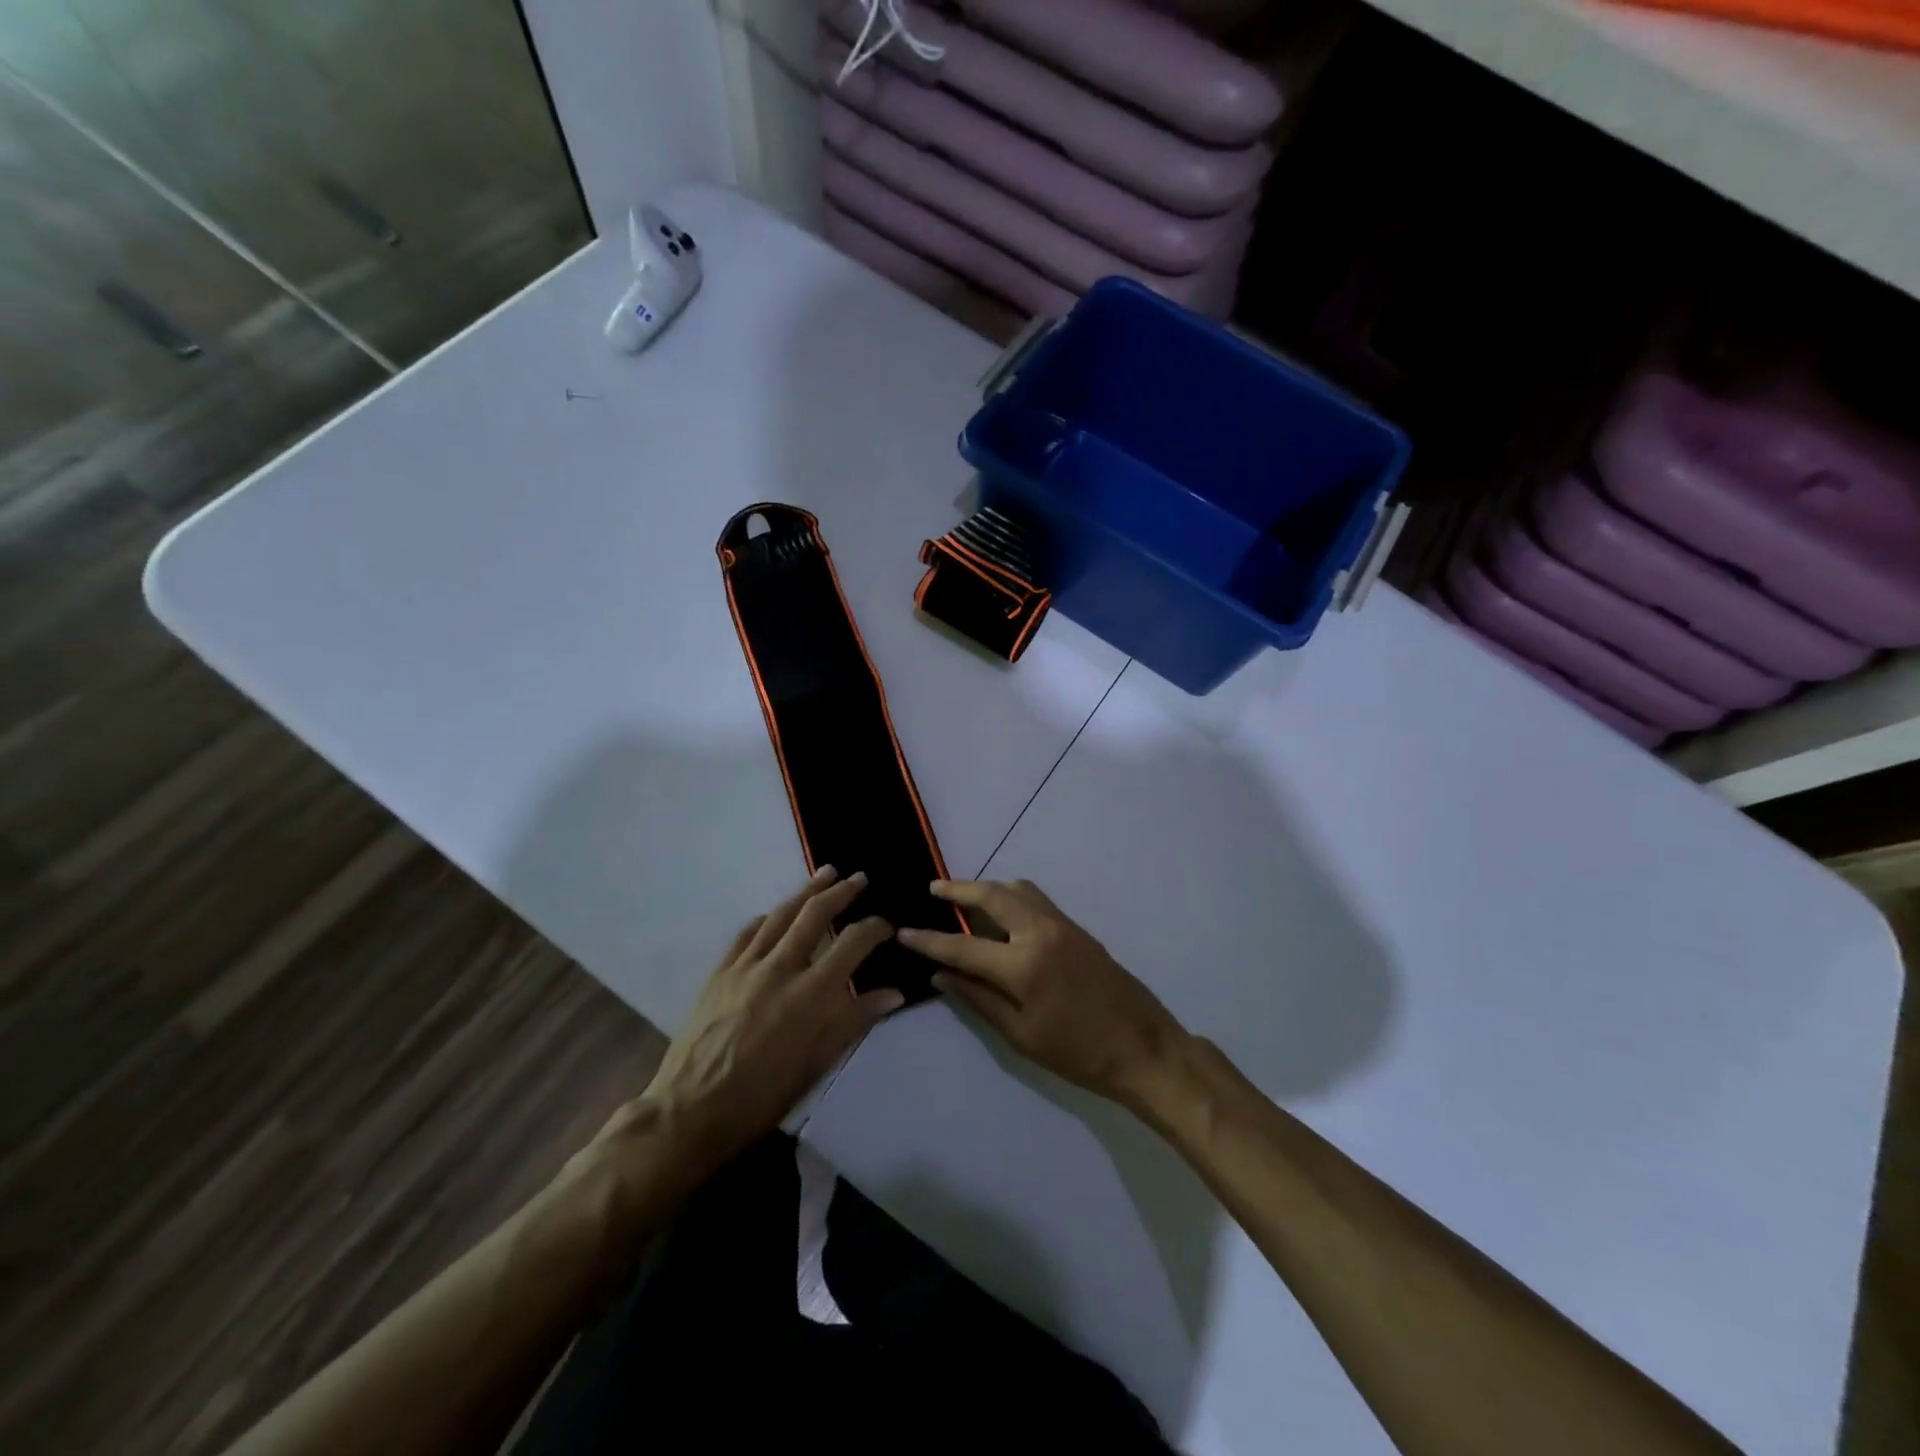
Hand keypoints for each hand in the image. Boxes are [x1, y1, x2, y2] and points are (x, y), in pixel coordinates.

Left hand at [609, 867, 901, 1187]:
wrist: (690, 1111)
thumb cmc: (761, 1097)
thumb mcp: (817, 1066)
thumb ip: (854, 1022)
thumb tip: (893, 993)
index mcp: (811, 995)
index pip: (852, 944)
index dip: (874, 929)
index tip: (886, 926)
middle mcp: (780, 969)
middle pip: (815, 914)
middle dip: (841, 892)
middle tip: (859, 878)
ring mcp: (746, 966)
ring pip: (780, 915)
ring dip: (806, 891)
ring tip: (826, 874)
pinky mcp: (720, 971)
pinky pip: (747, 933)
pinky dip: (767, 918)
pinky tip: (776, 913)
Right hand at [898, 879, 1185, 1108]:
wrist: (1144, 1047)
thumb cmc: (1079, 1054)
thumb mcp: (1021, 1036)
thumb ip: (979, 1000)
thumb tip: (941, 975)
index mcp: (1023, 965)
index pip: (963, 946)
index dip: (929, 940)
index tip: (903, 932)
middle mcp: (1041, 932)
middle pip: (992, 895)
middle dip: (958, 889)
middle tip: (933, 889)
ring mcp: (1063, 925)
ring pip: (1018, 889)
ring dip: (988, 888)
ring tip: (964, 898)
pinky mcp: (1078, 928)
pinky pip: (1037, 899)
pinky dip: (1012, 897)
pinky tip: (1002, 914)